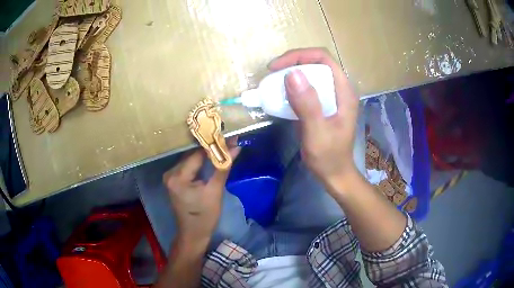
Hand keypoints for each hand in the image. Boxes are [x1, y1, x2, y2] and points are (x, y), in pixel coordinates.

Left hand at [163, 138, 240, 244]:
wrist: (193, 234)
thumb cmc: (205, 217)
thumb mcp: (215, 192)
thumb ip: (223, 167)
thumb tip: (235, 147)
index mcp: (178, 177)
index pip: (197, 154)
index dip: (213, 145)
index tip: (229, 137)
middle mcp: (170, 173)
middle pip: (192, 155)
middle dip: (210, 149)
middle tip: (228, 141)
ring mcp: (170, 176)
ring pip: (190, 160)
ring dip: (205, 155)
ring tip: (222, 146)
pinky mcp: (174, 180)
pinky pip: (188, 166)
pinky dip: (200, 163)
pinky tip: (211, 158)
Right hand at [269, 48, 358, 188]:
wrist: (334, 174)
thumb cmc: (329, 157)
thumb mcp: (317, 133)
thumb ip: (308, 105)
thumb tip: (292, 74)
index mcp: (343, 91)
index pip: (323, 58)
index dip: (299, 56)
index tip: (277, 67)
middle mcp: (339, 89)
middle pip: (316, 63)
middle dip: (293, 63)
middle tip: (272, 74)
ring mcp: (331, 97)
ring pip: (310, 73)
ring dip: (291, 74)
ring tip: (273, 82)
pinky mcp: (322, 104)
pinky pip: (307, 87)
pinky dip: (292, 87)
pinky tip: (280, 95)